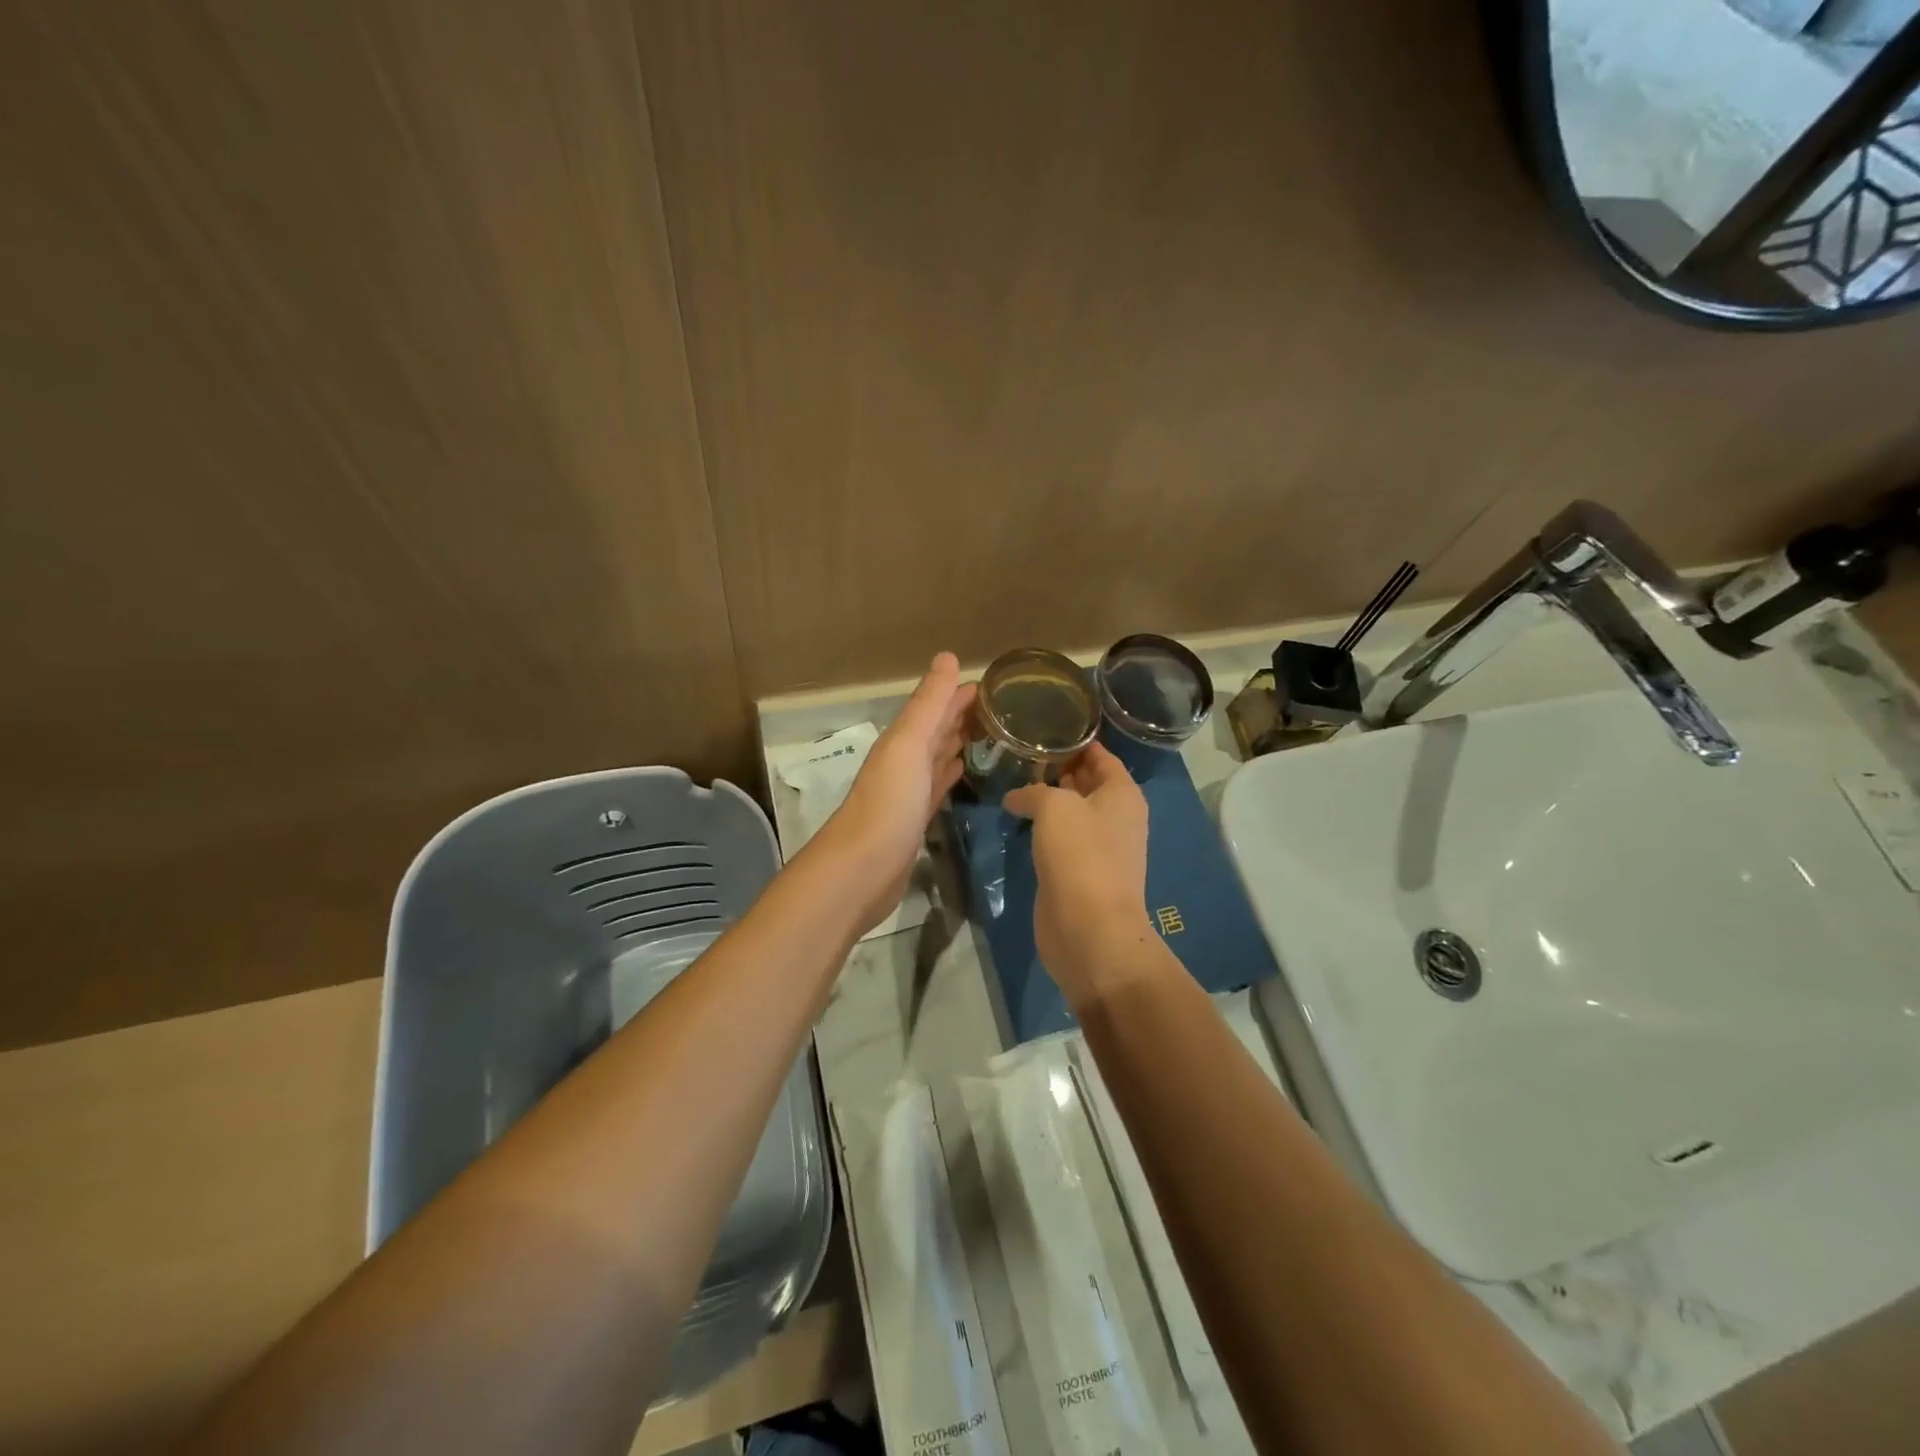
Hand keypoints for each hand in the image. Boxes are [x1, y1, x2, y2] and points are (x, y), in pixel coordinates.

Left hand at [817, 653, 975, 934]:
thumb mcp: (909, 744)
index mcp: (902, 741)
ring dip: (958, 744)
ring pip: (937, 758)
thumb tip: (948, 657)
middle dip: (963, 716)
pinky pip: (937, 789)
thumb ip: (929, 704)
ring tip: (990, 735)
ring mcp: (909, 793)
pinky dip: (950, 776)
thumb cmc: (888, 802)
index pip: (935, 707)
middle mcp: (904, 761)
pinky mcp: (915, 821)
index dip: (959, 694)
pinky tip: (963, 772)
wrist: (862, 868)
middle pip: (936, 731)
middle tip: (1002, 709)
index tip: (996, 686)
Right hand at [1004, 741, 1157, 1005]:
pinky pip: (1062, 840)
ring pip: (1073, 813)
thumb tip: (1016, 796)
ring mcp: (1100, 848)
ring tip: (1015, 781)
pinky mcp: (1080, 873)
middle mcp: (1116, 817)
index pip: (1102, 757)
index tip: (1049, 726)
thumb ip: (1034, 791)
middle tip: (1023, 753)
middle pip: (1088, 784)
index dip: (1079, 741)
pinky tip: (1019, 821)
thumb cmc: (1080, 855)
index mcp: (1123, 794)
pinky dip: (1044, 829)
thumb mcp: (1054, 807)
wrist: (1089, 928)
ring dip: (1049, 801)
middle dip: (1060, 769)